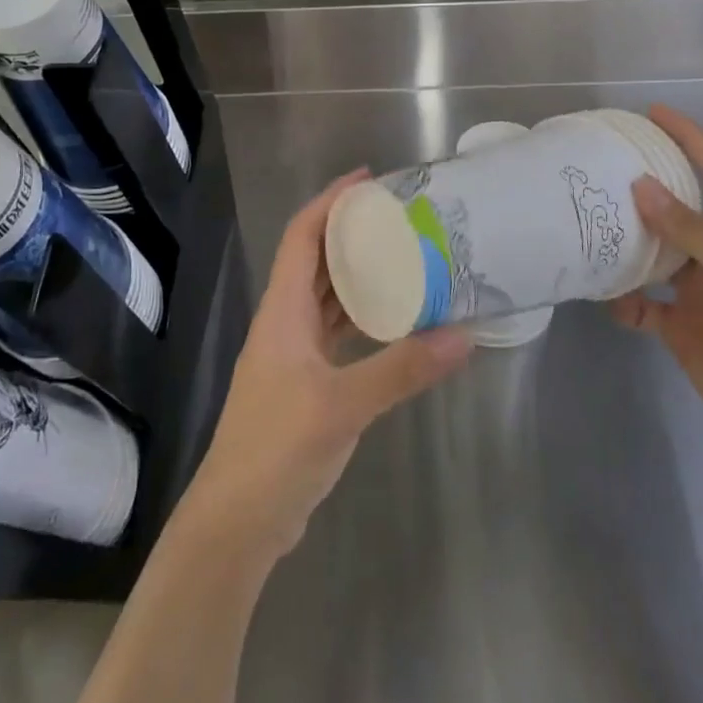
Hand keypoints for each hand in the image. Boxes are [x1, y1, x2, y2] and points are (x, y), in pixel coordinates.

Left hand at [182, 171, 473, 561]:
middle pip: (316, 261)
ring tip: (404, 257)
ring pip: (327, 298)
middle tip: (400, 217)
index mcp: (283, 310)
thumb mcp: (344, 405)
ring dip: (358, 276)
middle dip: (351, 233)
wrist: (237, 522)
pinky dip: (363, 320)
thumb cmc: (278, 448)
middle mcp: (285, 322)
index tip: (368, 180)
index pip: (303, 236)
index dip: (330, 201)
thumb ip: (402, 368)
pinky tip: (395, 321)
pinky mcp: (305, 384)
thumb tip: (464, 334)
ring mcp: (293, 355)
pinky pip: (336, 334)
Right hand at [609, 106, 702, 475]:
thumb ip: (692, 228)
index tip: (654, 113)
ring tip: (588, 224)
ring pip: (654, 254)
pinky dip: (623, 299)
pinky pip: (642, 304)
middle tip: (600, 168)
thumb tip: (641, 187)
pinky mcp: (681, 327)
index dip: (690, 139)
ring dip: (626, 243)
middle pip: (677, 210)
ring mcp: (701, 291)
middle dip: (644, 189)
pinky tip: (608, 297)